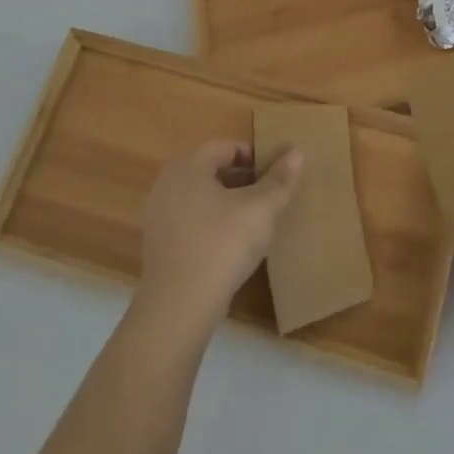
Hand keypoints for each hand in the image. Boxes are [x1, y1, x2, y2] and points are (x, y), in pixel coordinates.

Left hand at [138, 140, 302, 331]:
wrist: (179, 306)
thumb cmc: (222, 244)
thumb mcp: (261, 209)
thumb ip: (279, 180)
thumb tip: (296, 152)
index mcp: (188, 166)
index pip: (225, 147)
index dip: (253, 156)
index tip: (275, 175)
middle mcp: (166, 184)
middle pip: (210, 170)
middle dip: (241, 180)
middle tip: (268, 197)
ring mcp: (157, 216)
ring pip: (200, 197)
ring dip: (226, 203)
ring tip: (253, 221)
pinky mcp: (158, 245)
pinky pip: (189, 221)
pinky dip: (210, 224)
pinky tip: (230, 245)